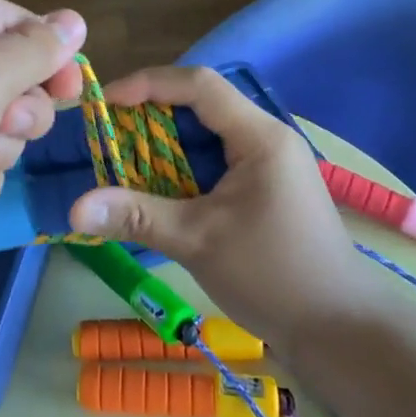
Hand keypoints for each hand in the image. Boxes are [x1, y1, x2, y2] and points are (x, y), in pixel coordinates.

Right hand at [67, 66, 375, 353]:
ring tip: (123, 161)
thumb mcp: (198, 241)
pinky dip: (182, 167)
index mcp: (260, 137)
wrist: (342, 331)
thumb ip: (136, 216)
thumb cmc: (274, 276)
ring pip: (207, 134)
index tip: (106, 104)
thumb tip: (73, 210)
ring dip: (165, 144)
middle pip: (201, 105)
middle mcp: (266, 138)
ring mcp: (269, 163)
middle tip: (108, 136)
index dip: (149, 85)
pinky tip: (156, 188)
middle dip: (151, 115)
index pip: (199, 85)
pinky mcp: (265, 187)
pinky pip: (216, 159)